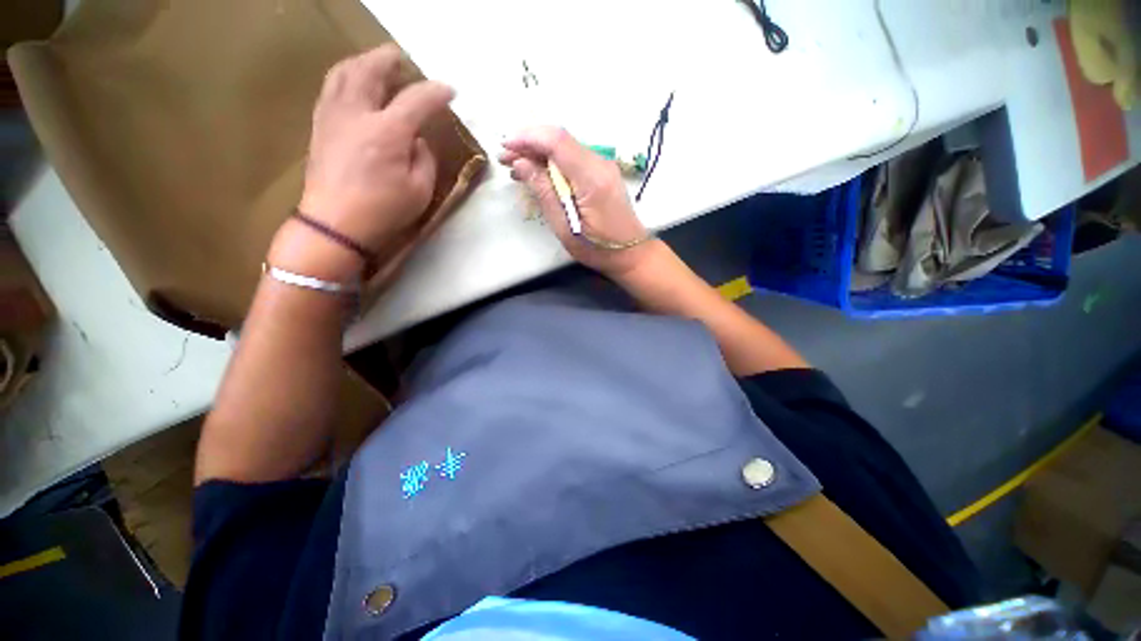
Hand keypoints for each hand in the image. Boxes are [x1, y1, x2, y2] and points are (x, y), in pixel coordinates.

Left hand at [281, 45, 454, 274]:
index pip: (417, 100)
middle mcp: (358, 113)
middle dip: (390, 60)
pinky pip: (331, 88)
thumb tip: (417, 139)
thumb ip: (424, 158)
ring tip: (376, 64)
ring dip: (363, 62)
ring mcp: (334, 116)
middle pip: (371, 70)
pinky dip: (345, 76)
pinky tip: (353, 83)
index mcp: (388, 132)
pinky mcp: (320, 125)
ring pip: (344, 72)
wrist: (336, 223)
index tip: (450, 91)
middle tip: (404, 59)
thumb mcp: (420, 190)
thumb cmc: (384, 210)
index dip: (436, 92)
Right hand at [500, 127, 657, 277]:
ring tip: (515, 167)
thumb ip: (545, 193)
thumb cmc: (597, 248)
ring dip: (539, 153)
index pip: (556, 141)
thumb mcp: (566, 228)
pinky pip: (573, 159)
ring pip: (565, 147)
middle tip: (505, 159)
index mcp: (592, 178)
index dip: (527, 138)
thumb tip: (521, 163)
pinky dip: (553, 162)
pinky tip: (538, 173)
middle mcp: (600, 164)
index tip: (505, 146)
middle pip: (560, 140)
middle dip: (529, 144)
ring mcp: (604, 166)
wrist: (631, 253)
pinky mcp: (602, 172)